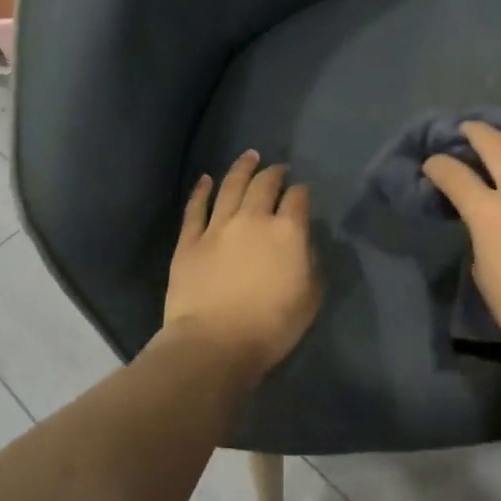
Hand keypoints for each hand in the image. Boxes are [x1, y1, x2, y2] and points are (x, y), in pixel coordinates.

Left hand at [164, 151, 321, 375]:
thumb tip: (303, 244)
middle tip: (278, 168)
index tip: (303, 192)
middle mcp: (253, 219)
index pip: (298, 199)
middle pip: (265, 185)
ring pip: (231, 187)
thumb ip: (311, 264)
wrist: (214, 344)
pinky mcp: (189, 241)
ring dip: (242, 168)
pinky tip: (206, 179)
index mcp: (287, 232)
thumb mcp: (309, 298)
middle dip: (274, 173)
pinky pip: (195, 208)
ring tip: (249, 156)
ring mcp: (218, 227)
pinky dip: (201, 190)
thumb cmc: (271, 327)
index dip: (302, 192)